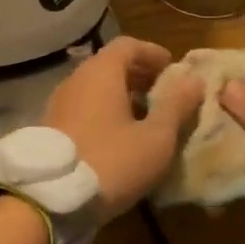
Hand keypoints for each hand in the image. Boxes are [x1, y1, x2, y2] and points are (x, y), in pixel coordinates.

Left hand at [42, 37, 203, 219]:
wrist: (50, 198)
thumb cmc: (111, 161)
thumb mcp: (155, 138)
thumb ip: (176, 106)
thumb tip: (194, 80)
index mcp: (101, 73)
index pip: (128, 45)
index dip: (153, 53)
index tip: (173, 70)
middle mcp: (76, 79)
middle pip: (110, 65)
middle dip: (139, 76)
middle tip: (163, 95)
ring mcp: (58, 103)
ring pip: (95, 88)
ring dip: (121, 96)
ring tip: (145, 119)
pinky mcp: (49, 127)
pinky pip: (82, 107)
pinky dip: (103, 112)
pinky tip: (118, 137)